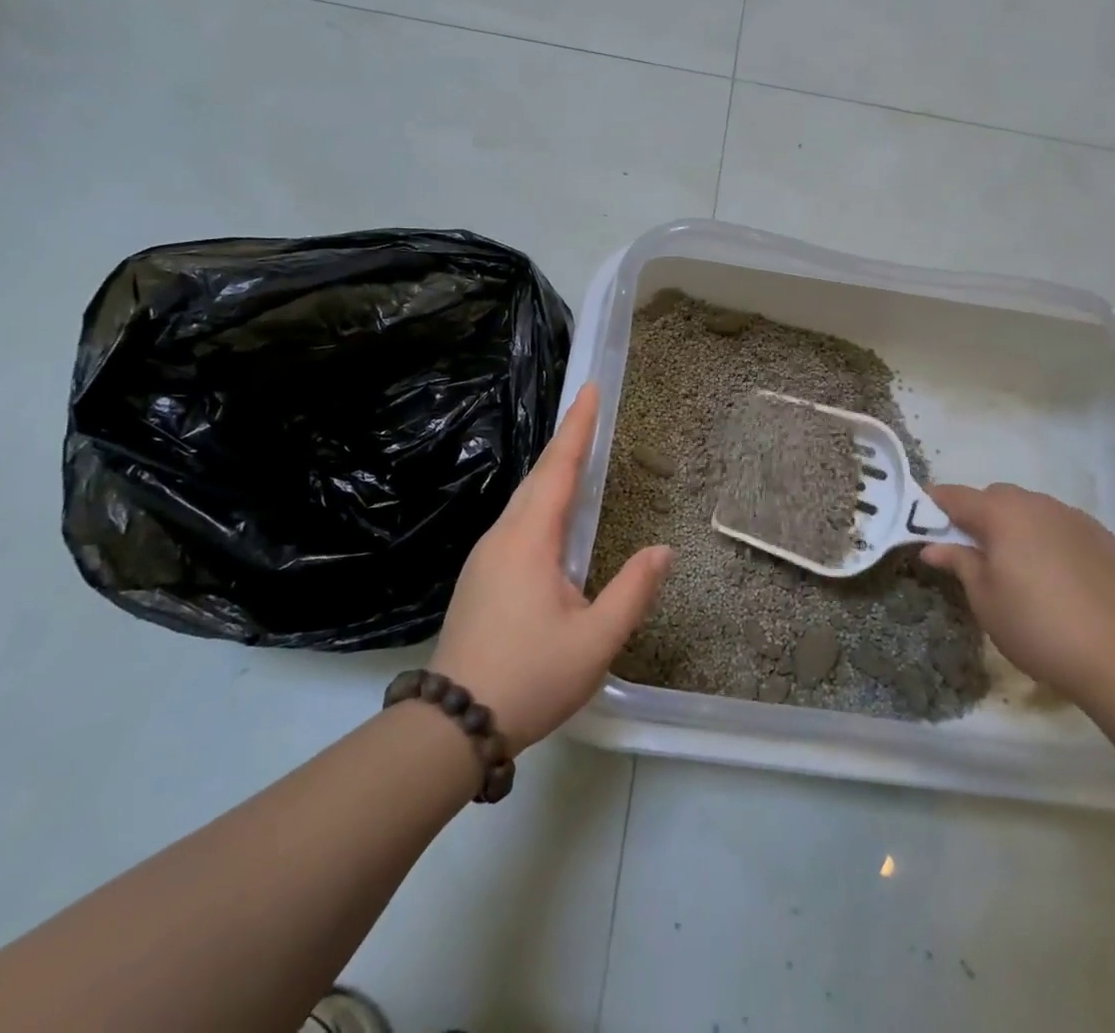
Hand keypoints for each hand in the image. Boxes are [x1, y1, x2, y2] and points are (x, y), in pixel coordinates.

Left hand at [427, 384, 671, 753]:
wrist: (451, 726)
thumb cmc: (530, 677)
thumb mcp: (595, 641)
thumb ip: (632, 591)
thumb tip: (663, 551)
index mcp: (529, 540)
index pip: (558, 469)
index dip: (577, 427)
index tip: (590, 389)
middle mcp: (502, 536)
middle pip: (538, 477)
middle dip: (566, 441)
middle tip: (590, 410)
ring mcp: (485, 557)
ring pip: (523, 500)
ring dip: (552, 472)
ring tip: (577, 452)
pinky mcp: (480, 577)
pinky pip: (516, 523)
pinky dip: (540, 501)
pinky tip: (552, 515)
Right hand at [920, 482, 1114, 701]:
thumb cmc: (1035, 627)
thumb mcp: (984, 599)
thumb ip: (959, 563)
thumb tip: (933, 546)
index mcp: (1002, 515)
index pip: (957, 496)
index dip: (935, 503)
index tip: (922, 516)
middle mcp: (1038, 506)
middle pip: (997, 496)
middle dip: (979, 514)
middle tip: (973, 549)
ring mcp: (1076, 519)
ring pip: (1034, 508)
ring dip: (1017, 524)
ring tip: (1018, 563)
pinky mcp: (1106, 539)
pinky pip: (1065, 526)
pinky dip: (1051, 538)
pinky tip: (1057, 573)